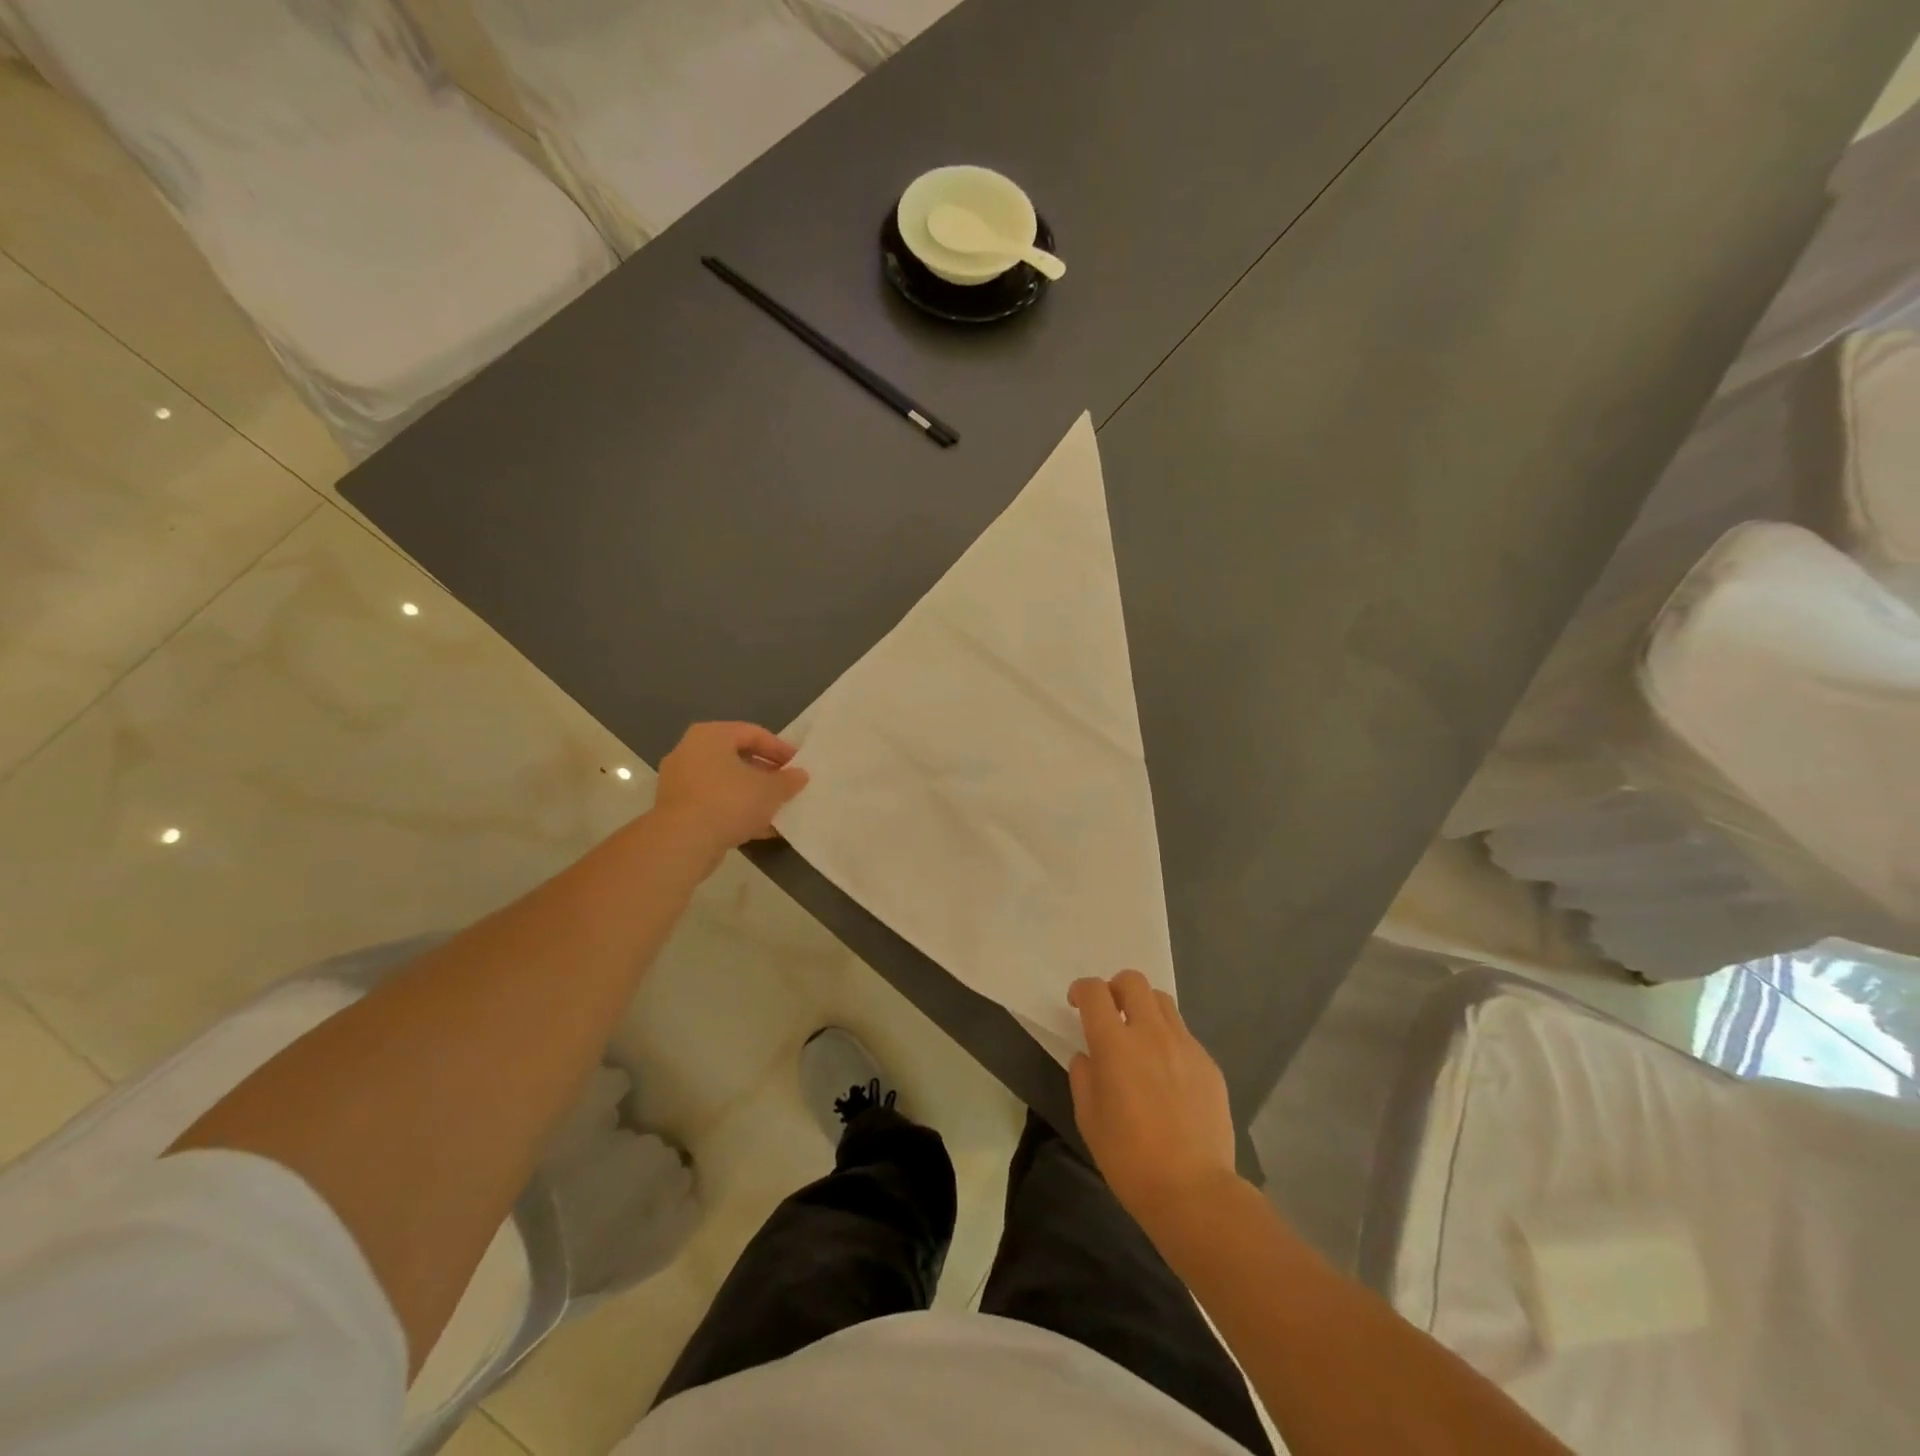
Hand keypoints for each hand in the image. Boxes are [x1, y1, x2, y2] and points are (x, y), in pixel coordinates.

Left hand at [651, 722, 808, 865]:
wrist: (683, 843)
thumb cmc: (729, 802)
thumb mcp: (770, 790)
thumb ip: (788, 780)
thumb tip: (800, 775)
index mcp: (711, 735)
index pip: (753, 733)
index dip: (780, 749)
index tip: (798, 766)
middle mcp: (690, 751)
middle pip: (737, 757)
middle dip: (766, 773)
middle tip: (787, 786)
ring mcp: (680, 781)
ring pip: (726, 783)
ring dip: (752, 795)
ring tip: (777, 809)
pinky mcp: (677, 809)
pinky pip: (714, 803)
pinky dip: (736, 811)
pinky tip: (759, 828)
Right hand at [1067, 971, 1239, 1235]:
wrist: (1193, 1190)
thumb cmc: (1129, 1158)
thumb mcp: (1089, 1118)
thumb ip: (1084, 1076)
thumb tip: (1089, 1057)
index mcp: (1115, 1045)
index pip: (1095, 992)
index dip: (1082, 990)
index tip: (1077, 1004)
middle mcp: (1151, 1034)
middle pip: (1133, 981)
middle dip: (1115, 988)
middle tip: (1110, 1013)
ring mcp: (1185, 1046)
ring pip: (1162, 1001)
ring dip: (1144, 1008)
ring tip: (1139, 1037)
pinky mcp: (1208, 1064)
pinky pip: (1184, 1035)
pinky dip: (1168, 1039)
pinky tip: (1166, 1073)